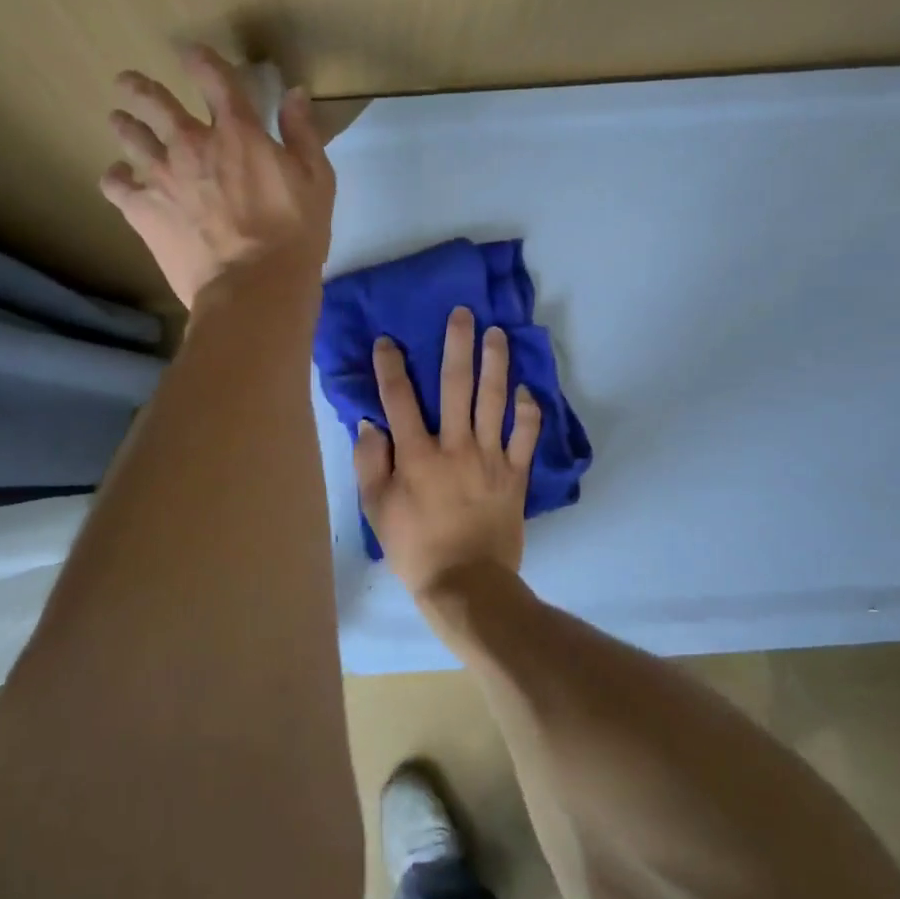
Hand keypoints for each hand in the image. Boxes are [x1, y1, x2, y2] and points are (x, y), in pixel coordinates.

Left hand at [101, 45, 334, 308]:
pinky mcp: (142, 210)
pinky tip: (117, 178)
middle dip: (140, 87)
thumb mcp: (317, 180)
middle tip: (129, 82)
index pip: (214, 79)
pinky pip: (115, 185)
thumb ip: (303, 133)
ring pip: (130, 135)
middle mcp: (192, 143)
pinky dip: (114, 177)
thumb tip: (295, 93)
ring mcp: (161, 176)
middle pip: (155, 101)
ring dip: (124, 124)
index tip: (190, 53)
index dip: (201, 60)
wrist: (253, 286)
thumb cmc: (294, 235)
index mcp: (237, 132)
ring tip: (119, 120)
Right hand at [354, 306, 543, 595]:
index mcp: (416, 455)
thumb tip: (370, 423)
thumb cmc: (414, 547)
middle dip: (458, 346)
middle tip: (462, 314)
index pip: (400, 399)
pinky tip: (528, 389)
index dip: (392, 366)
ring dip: (496, 364)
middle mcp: (454, 446)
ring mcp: (490, 458)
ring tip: (497, 334)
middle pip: (456, 386)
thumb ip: (370, 463)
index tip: (389, 341)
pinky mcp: (515, 475)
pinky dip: (529, 411)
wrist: (466, 584)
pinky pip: (526, 435)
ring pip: (494, 401)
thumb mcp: (376, 509)